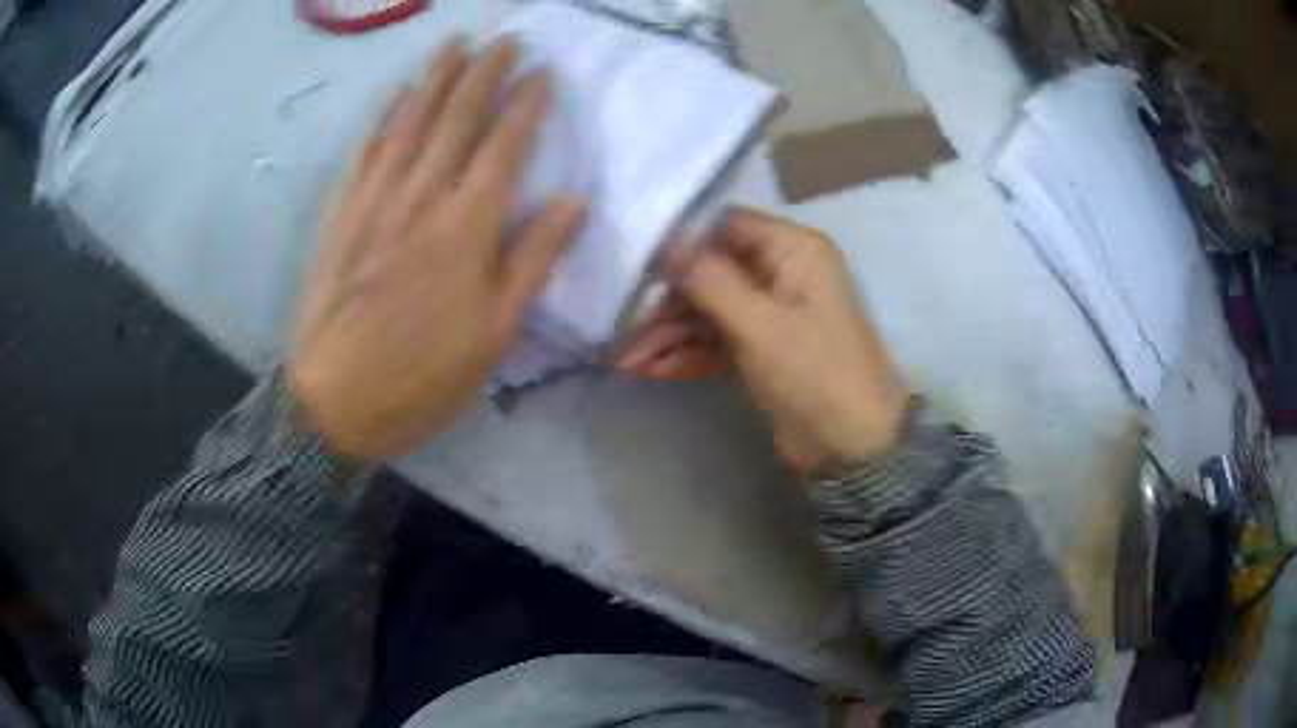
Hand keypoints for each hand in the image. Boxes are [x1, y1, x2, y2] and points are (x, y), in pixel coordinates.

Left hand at [289, 38, 586, 460]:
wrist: (335, 400)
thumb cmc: (424, 374)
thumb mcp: (496, 332)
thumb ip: (534, 259)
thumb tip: (574, 200)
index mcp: (467, 226)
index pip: (505, 144)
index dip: (526, 104)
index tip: (543, 72)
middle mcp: (422, 195)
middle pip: (457, 117)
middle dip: (484, 72)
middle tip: (504, 39)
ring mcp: (376, 198)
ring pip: (411, 120)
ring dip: (437, 77)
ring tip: (456, 44)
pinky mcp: (342, 211)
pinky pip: (367, 149)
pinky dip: (386, 115)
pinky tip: (399, 93)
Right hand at [621, 209, 905, 470]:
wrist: (852, 448)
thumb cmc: (816, 374)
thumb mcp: (761, 324)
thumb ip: (710, 279)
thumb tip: (664, 242)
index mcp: (793, 250)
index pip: (725, 227)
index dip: (680, 242)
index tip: (632, 262)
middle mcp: (781, 272)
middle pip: (710, 272)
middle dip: (666, 302)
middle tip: (621, 327)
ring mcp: (770, 313)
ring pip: (708, 310)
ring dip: (668, 334)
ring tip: (622, 360)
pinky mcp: (760, 348)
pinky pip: (716, 340)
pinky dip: (686, 354)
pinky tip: (649, 370)